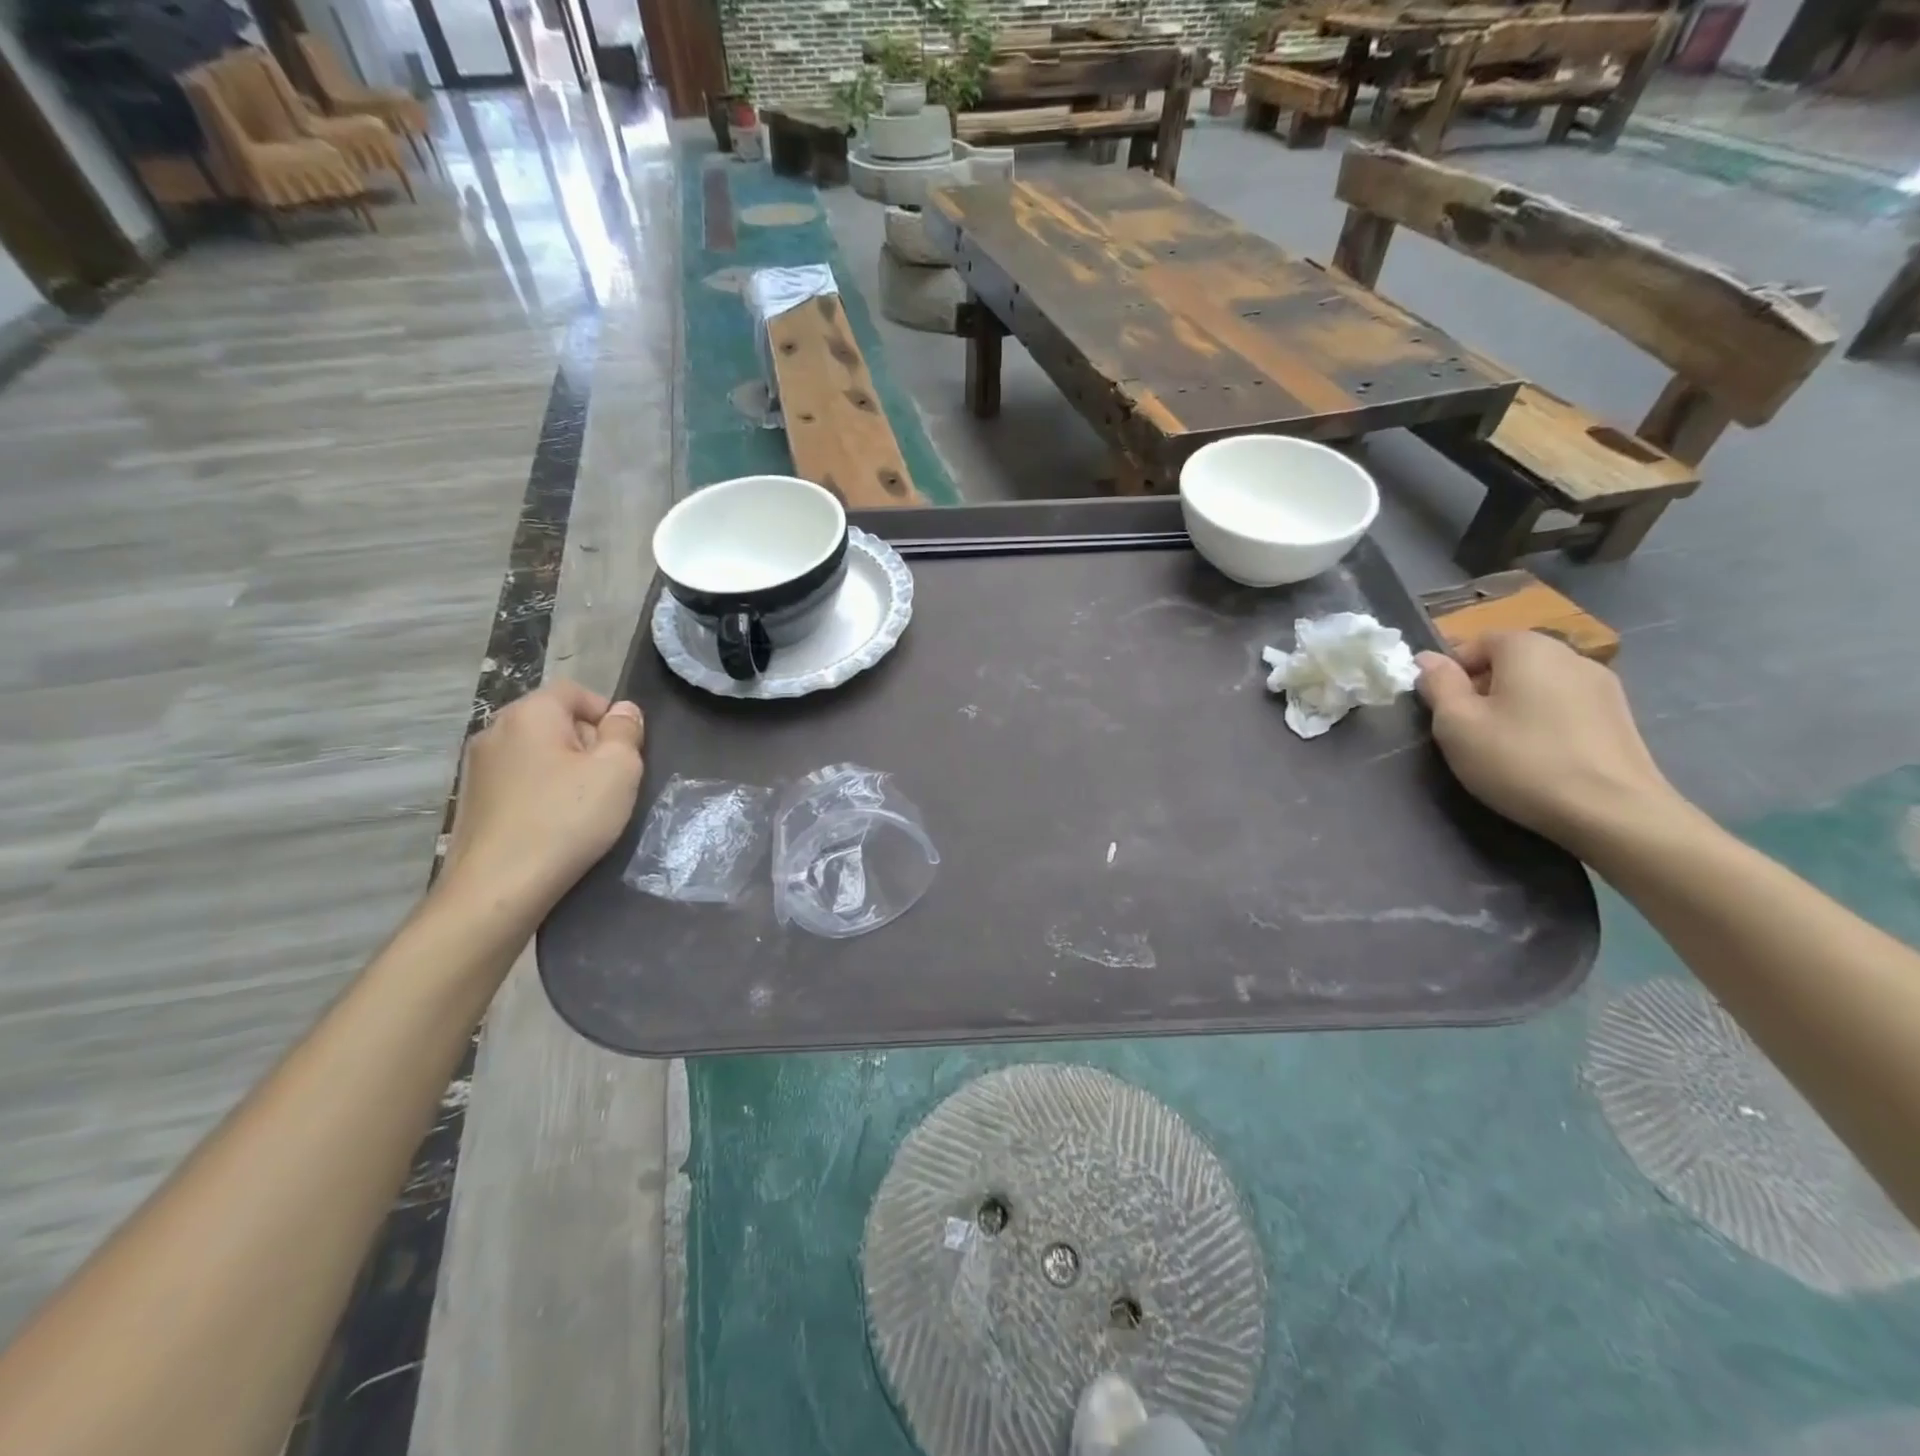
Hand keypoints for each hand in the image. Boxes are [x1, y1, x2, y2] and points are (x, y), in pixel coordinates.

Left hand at [440, 682, 645, 918]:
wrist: (498, 888)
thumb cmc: (566, 819)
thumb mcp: (618, 769)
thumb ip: (626, 732)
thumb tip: (623, 711)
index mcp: (529, 714)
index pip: (574, 691)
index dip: (607, 713)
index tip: (625, 751)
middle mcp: (495, 731)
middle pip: (554, 721)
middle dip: (587, 743)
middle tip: (610, 782)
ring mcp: (477, 769)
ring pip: (537, 754)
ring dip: (565, 771)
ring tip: (584, 808)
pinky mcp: (472, 802)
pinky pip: (519, 782)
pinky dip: (542, 794)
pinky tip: (554, 825)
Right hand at [1415, 632, 1682, 854]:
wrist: (1612, 812)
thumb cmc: (1520, 760)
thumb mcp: (1456, 724)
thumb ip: (1438, 685)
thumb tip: (1427, 659)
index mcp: (1527, 648)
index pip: (1477, 642)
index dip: (1452, 672)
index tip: (1443, 710)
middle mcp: (1569, 654)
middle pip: (1510, 661)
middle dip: (1483, 688)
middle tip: (1468, 731)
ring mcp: (1602, 685)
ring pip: (1538, 685)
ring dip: (1515, 706)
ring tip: (1505, 747)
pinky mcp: (1620, 716)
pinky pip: (1565, 706)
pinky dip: (1545, 721)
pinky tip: (1541, 756)